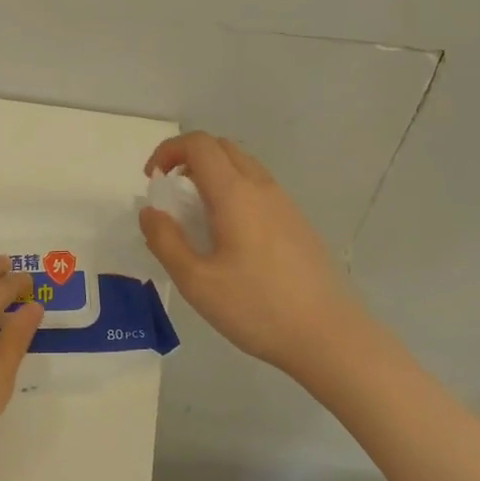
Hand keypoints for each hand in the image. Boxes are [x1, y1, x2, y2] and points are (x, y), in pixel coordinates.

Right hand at [138, 132, 365, 384]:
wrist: (329, 336)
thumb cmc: (256, 307)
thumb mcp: (196, 281)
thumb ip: (165, 241)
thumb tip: (150, 211)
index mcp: (235, 193)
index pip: (199, 144)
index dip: (168, 151)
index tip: (152, 181)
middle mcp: (262, 188)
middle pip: (222, 148)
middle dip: (188, 158)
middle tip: (171, 193)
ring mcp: (285, 204)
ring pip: (244, 166)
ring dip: (213, 174)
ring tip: (197, 215)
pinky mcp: (298, 223)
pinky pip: (260, 188)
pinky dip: (234, 191)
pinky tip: (230, 235)